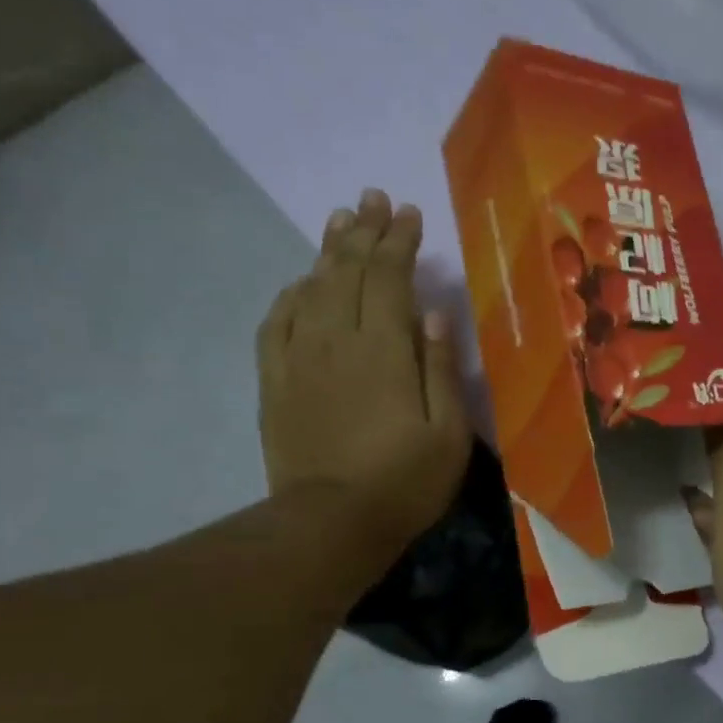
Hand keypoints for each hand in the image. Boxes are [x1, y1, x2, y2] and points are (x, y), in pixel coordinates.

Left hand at [257, 189, 469, 549]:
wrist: (330, 524)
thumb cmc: (404, 483)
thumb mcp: (449, 434)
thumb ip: (442, 370)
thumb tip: (436, 314)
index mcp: (384, 351)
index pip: (388, 278)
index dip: (398, 242)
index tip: (408, 213)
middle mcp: (336, 341)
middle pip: (346, 271)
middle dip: (362, 231)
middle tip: (372, 198)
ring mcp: (298, 360)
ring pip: (310, 289)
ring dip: (327, 251)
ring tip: (339, 221)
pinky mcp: (274, 383)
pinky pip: (276, 324)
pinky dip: (290, 295)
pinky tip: (300, 283)